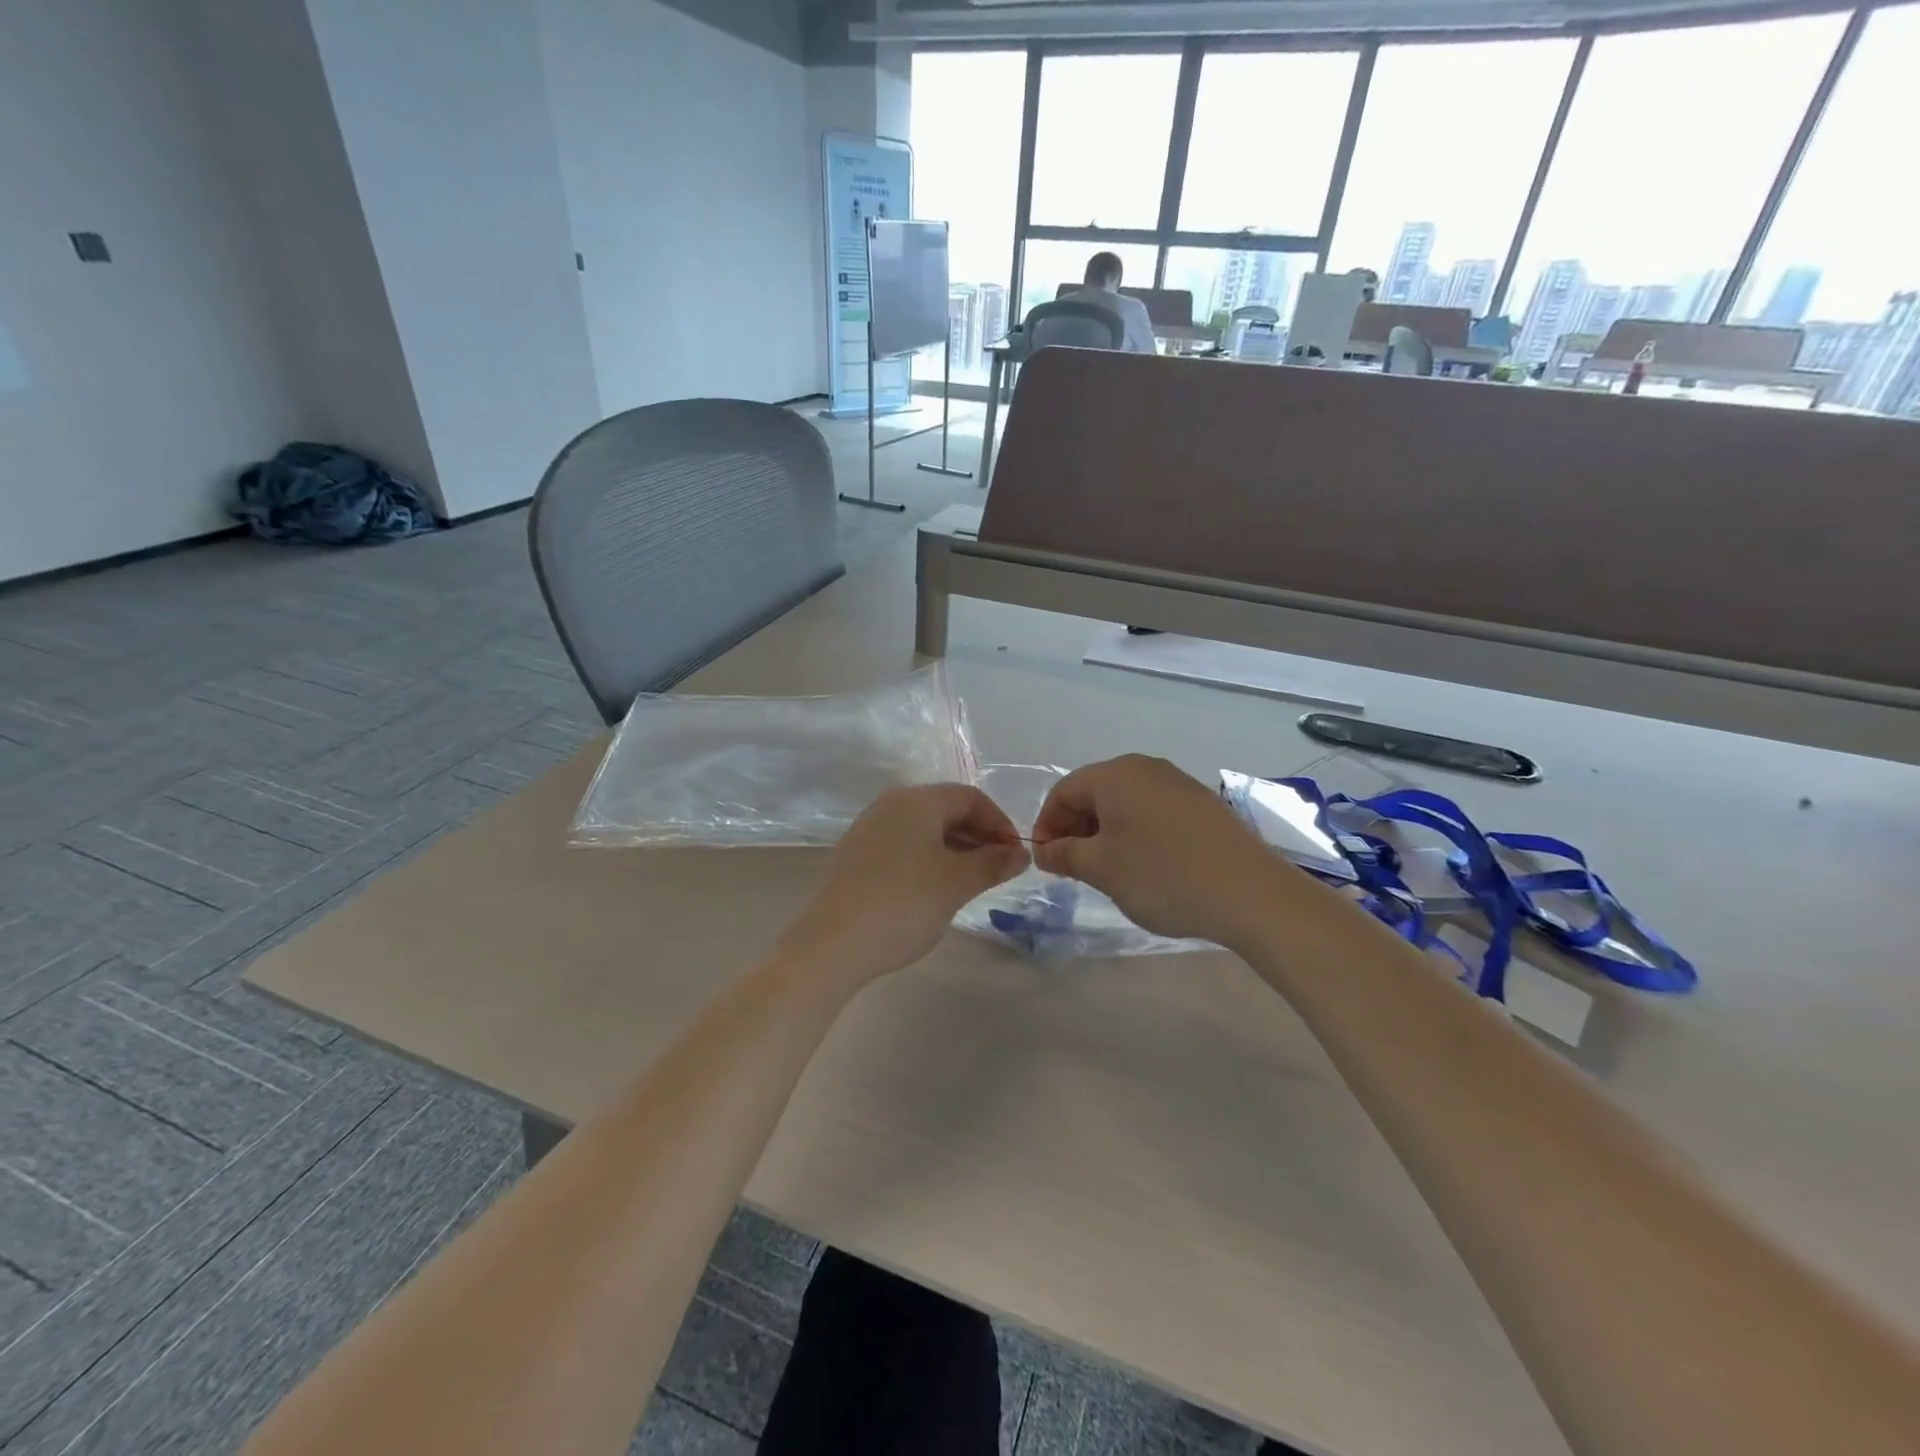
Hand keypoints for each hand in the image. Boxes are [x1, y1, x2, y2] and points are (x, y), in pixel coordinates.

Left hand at [779, 784, 1028, 988]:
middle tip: (1000, 869)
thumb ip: (993, 863)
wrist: (833, 944)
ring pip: (925, 828)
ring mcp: (869, 828)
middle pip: (947, 808)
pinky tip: (937, 887)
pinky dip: (929, 857)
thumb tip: (1019, 853)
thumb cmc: (903, 904)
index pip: (971, 797)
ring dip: (956, 848)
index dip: (1000, 823)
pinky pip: (904, 844)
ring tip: (974, 880)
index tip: (1016, 856)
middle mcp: (891, 804)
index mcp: (917, 800)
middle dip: (979, 835)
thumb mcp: (956, 883)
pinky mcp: (857, 854)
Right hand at [1031, 755, 1283, 946]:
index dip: (1047, 824)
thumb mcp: (1102, 869)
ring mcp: (1179, 784)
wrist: (1249, 892)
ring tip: (1106, 870)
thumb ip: (1065, 854)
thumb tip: (1045, 849)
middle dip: (1076, 828)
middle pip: (1095, 792)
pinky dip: (1136, 833)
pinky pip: (1153, 812)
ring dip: (1105, 832)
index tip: (1045, 860)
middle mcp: (1147, 768)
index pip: (1064, 791)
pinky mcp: (1202, 805)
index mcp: (1116, 774)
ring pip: (1126, 803)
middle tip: (1071, 868)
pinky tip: (1144, 865)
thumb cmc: (1162, 875)